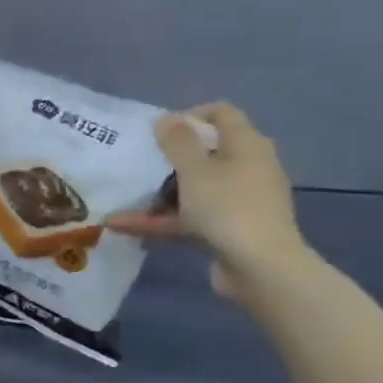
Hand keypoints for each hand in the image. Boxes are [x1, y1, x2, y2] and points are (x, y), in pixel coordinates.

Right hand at [106, 103, 309, 299]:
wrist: (261, 268)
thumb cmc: (227, 207)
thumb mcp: (195, 169)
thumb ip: (177, 141)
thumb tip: (167, 118)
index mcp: (246, 145)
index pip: (221, 114)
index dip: (189, 115)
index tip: (159, 131)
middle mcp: (246, 168)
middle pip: (204, 153)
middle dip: (168, 158)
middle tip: (137, 162)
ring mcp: (237, 202)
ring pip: (193, 189)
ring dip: (157, 194)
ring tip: (122, 197)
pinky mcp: (227, 230)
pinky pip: (189, 218)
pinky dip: (161, 220)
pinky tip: (123, 226)